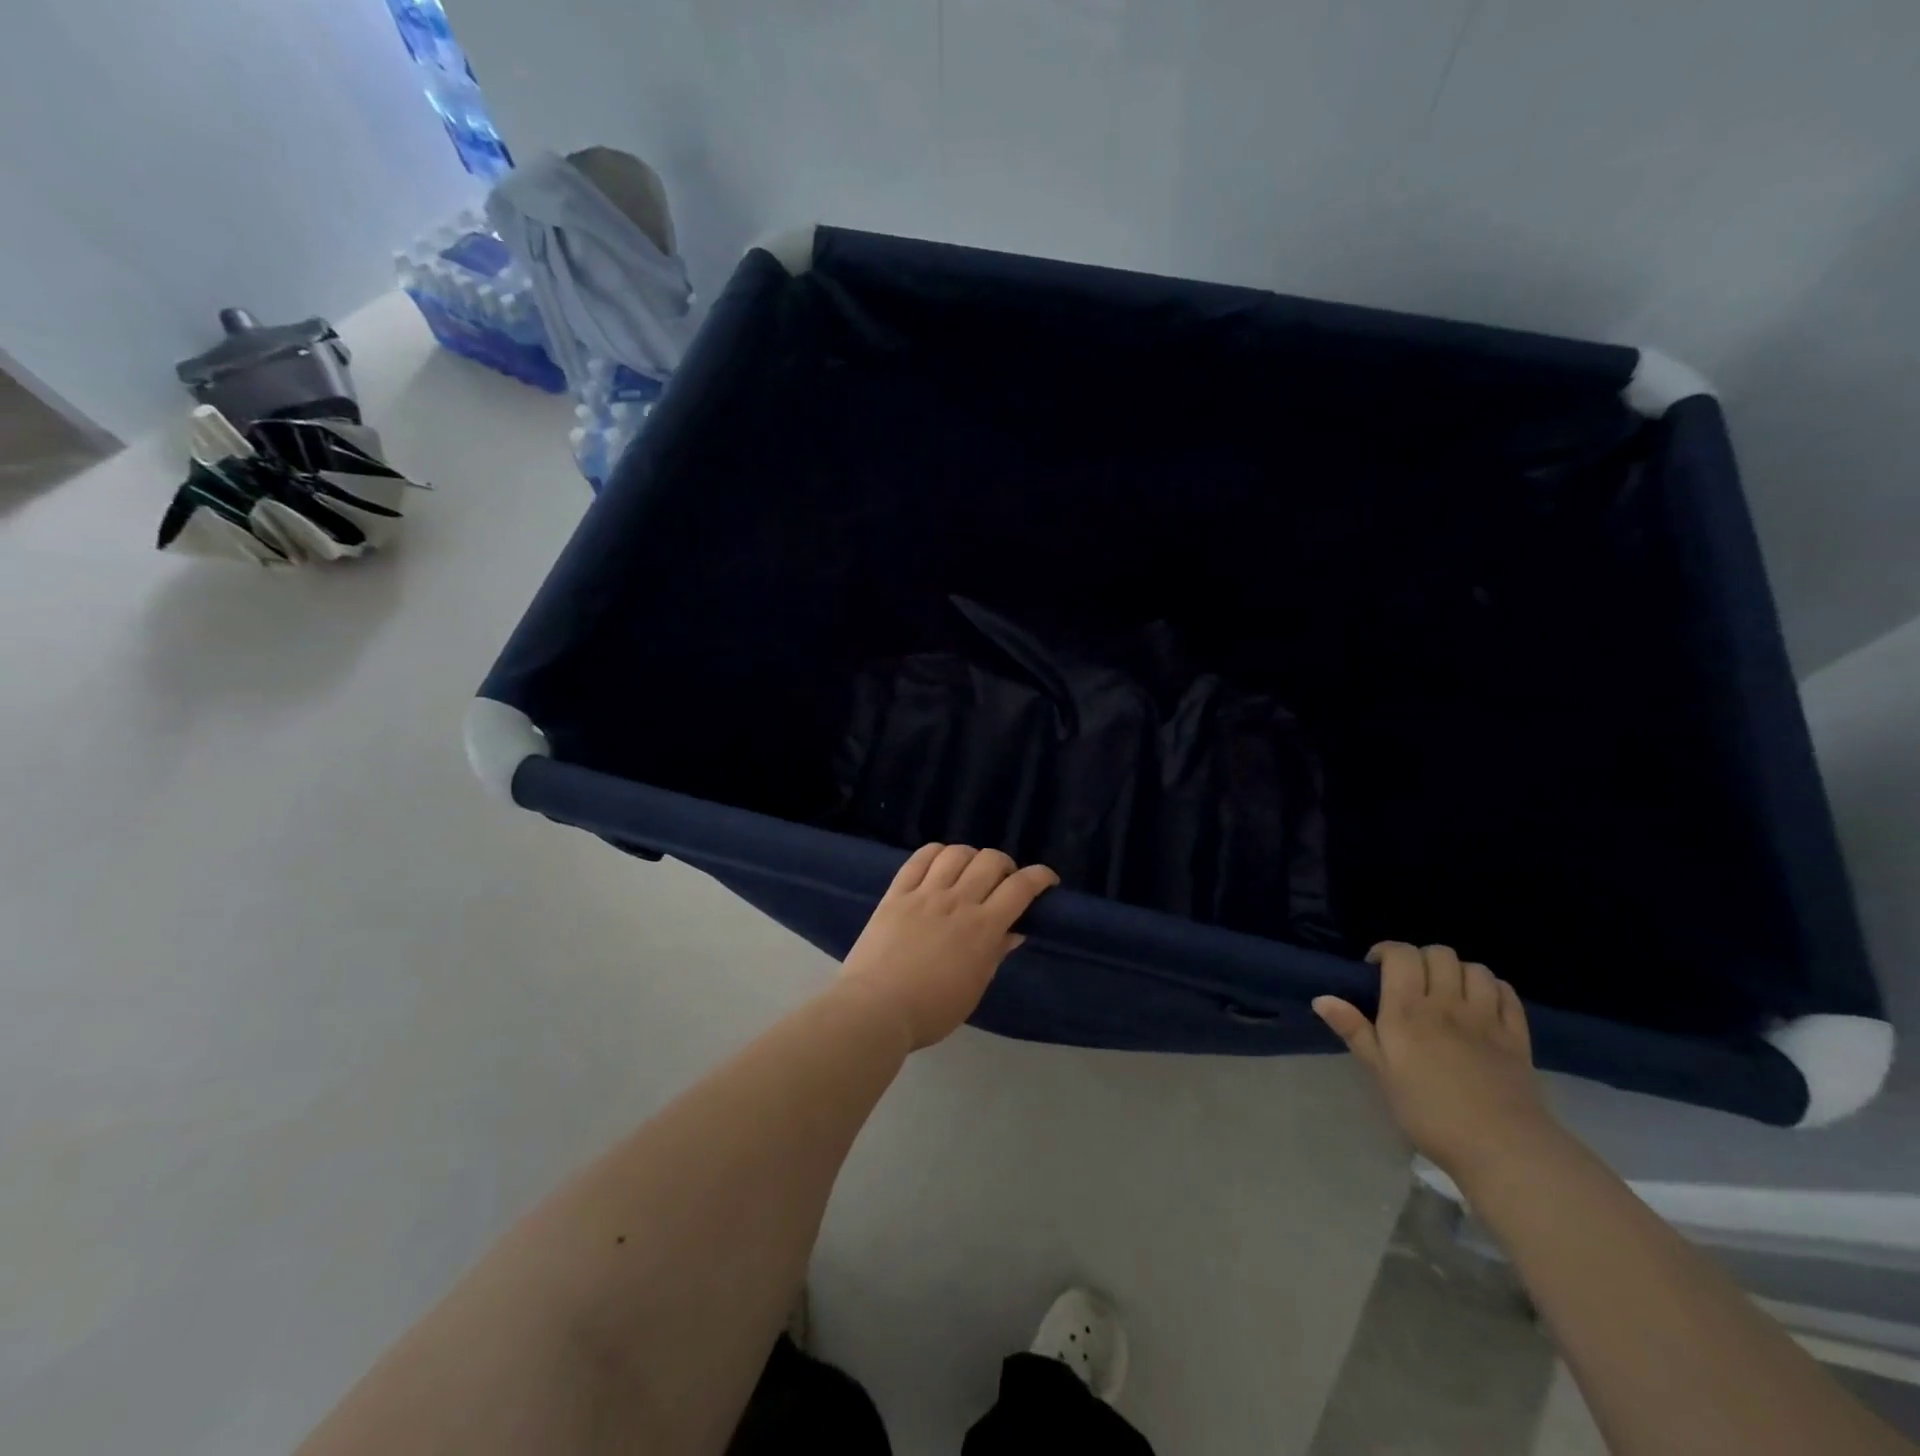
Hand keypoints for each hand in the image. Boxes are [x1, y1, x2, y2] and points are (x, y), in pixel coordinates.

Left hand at [840, 844, 1059, 1050]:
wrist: (875, 1008)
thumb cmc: (931, 1010)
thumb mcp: (974, 988)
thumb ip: (995, 954)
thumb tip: (1014, 931)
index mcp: (982, 928)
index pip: (1020, 888)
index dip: (1040, 877)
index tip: (1047, 880)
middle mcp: (957, 901)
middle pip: (991, 861)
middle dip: (1006, 865)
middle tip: (1003, 882)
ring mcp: (924, 894)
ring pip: (956, 853)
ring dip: (972, 856)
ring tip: (970, 871)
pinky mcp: (896, 893)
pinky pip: (919, 859)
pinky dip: (936, 853)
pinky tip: (940, 861)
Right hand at [1313, 942, 1557, 1179]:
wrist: (1500, 1147)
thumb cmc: (1428, 1111)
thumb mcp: (1380, 1073)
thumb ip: (1354, 1031)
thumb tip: (1321, 999)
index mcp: (1408, 1010)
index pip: (1401, 955)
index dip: (1387, 951)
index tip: (1376, 967)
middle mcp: (1447, 1003)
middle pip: (1439, 954)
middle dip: (1421, 958)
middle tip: (1411, 981)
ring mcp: (1486, 1018)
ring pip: (1474, 969)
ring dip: (1458, 971)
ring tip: (1447, 990)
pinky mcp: (1517, 1036)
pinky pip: (1506, 993)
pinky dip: (1492, 988)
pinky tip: (1482, 1002)